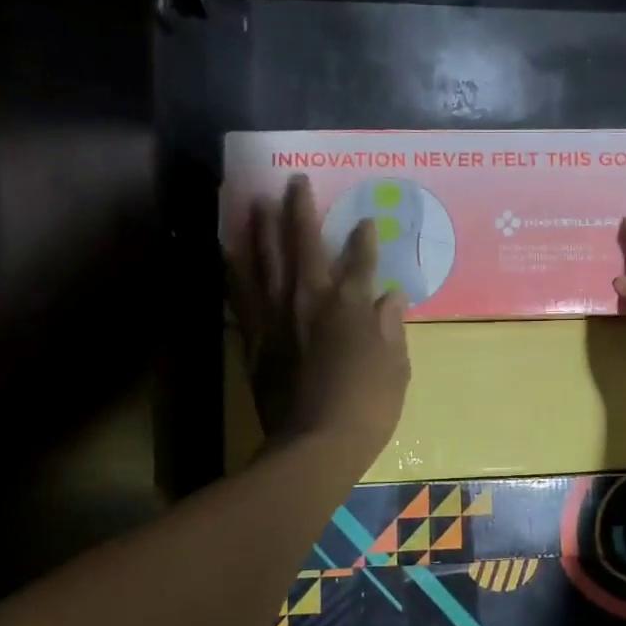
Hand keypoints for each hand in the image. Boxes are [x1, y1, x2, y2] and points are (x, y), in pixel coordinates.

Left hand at [229, 175, 410, 461]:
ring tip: (255, 201)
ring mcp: (276, 317)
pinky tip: (229, 251)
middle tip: (295, 180)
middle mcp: (310, 300)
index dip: (364, 238)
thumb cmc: (367, 407)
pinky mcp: (253, 338)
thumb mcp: (395, 368)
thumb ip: (390, 328)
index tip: (365, 219)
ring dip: (261, 228)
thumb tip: (392, 297)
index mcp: (350, 306)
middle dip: (301, 210)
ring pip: (264, 261)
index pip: (360, 261)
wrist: (315, 444)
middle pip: (304, 245)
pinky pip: (240, 295)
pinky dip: (234, 270)